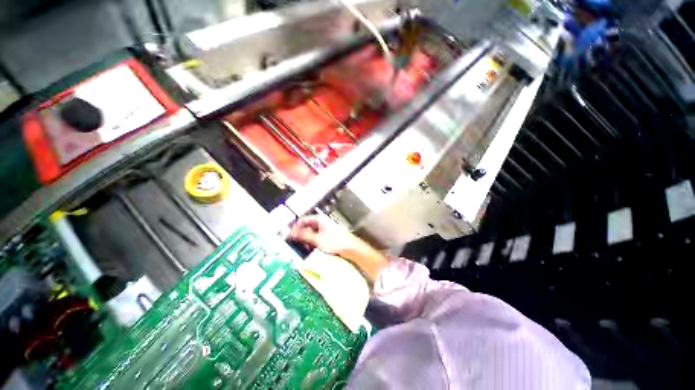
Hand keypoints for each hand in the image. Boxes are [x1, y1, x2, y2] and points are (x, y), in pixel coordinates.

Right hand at [289, 215, 388, 283]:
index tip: (289, 233)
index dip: (296, 225)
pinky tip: (311, 249)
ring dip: (306, 239)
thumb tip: (291, 232)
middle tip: (294, 242)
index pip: (304, 219)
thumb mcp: (316, 239)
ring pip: (312, 233)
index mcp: (320, 219)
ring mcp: (327, 230)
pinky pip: (317, 238)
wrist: (351, 248)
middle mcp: (323, 223)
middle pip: (308, 226)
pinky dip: (312, 242)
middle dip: (301, 233)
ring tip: (302, 247)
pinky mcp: (329, 237)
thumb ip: (303, 235)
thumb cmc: (335, 241)